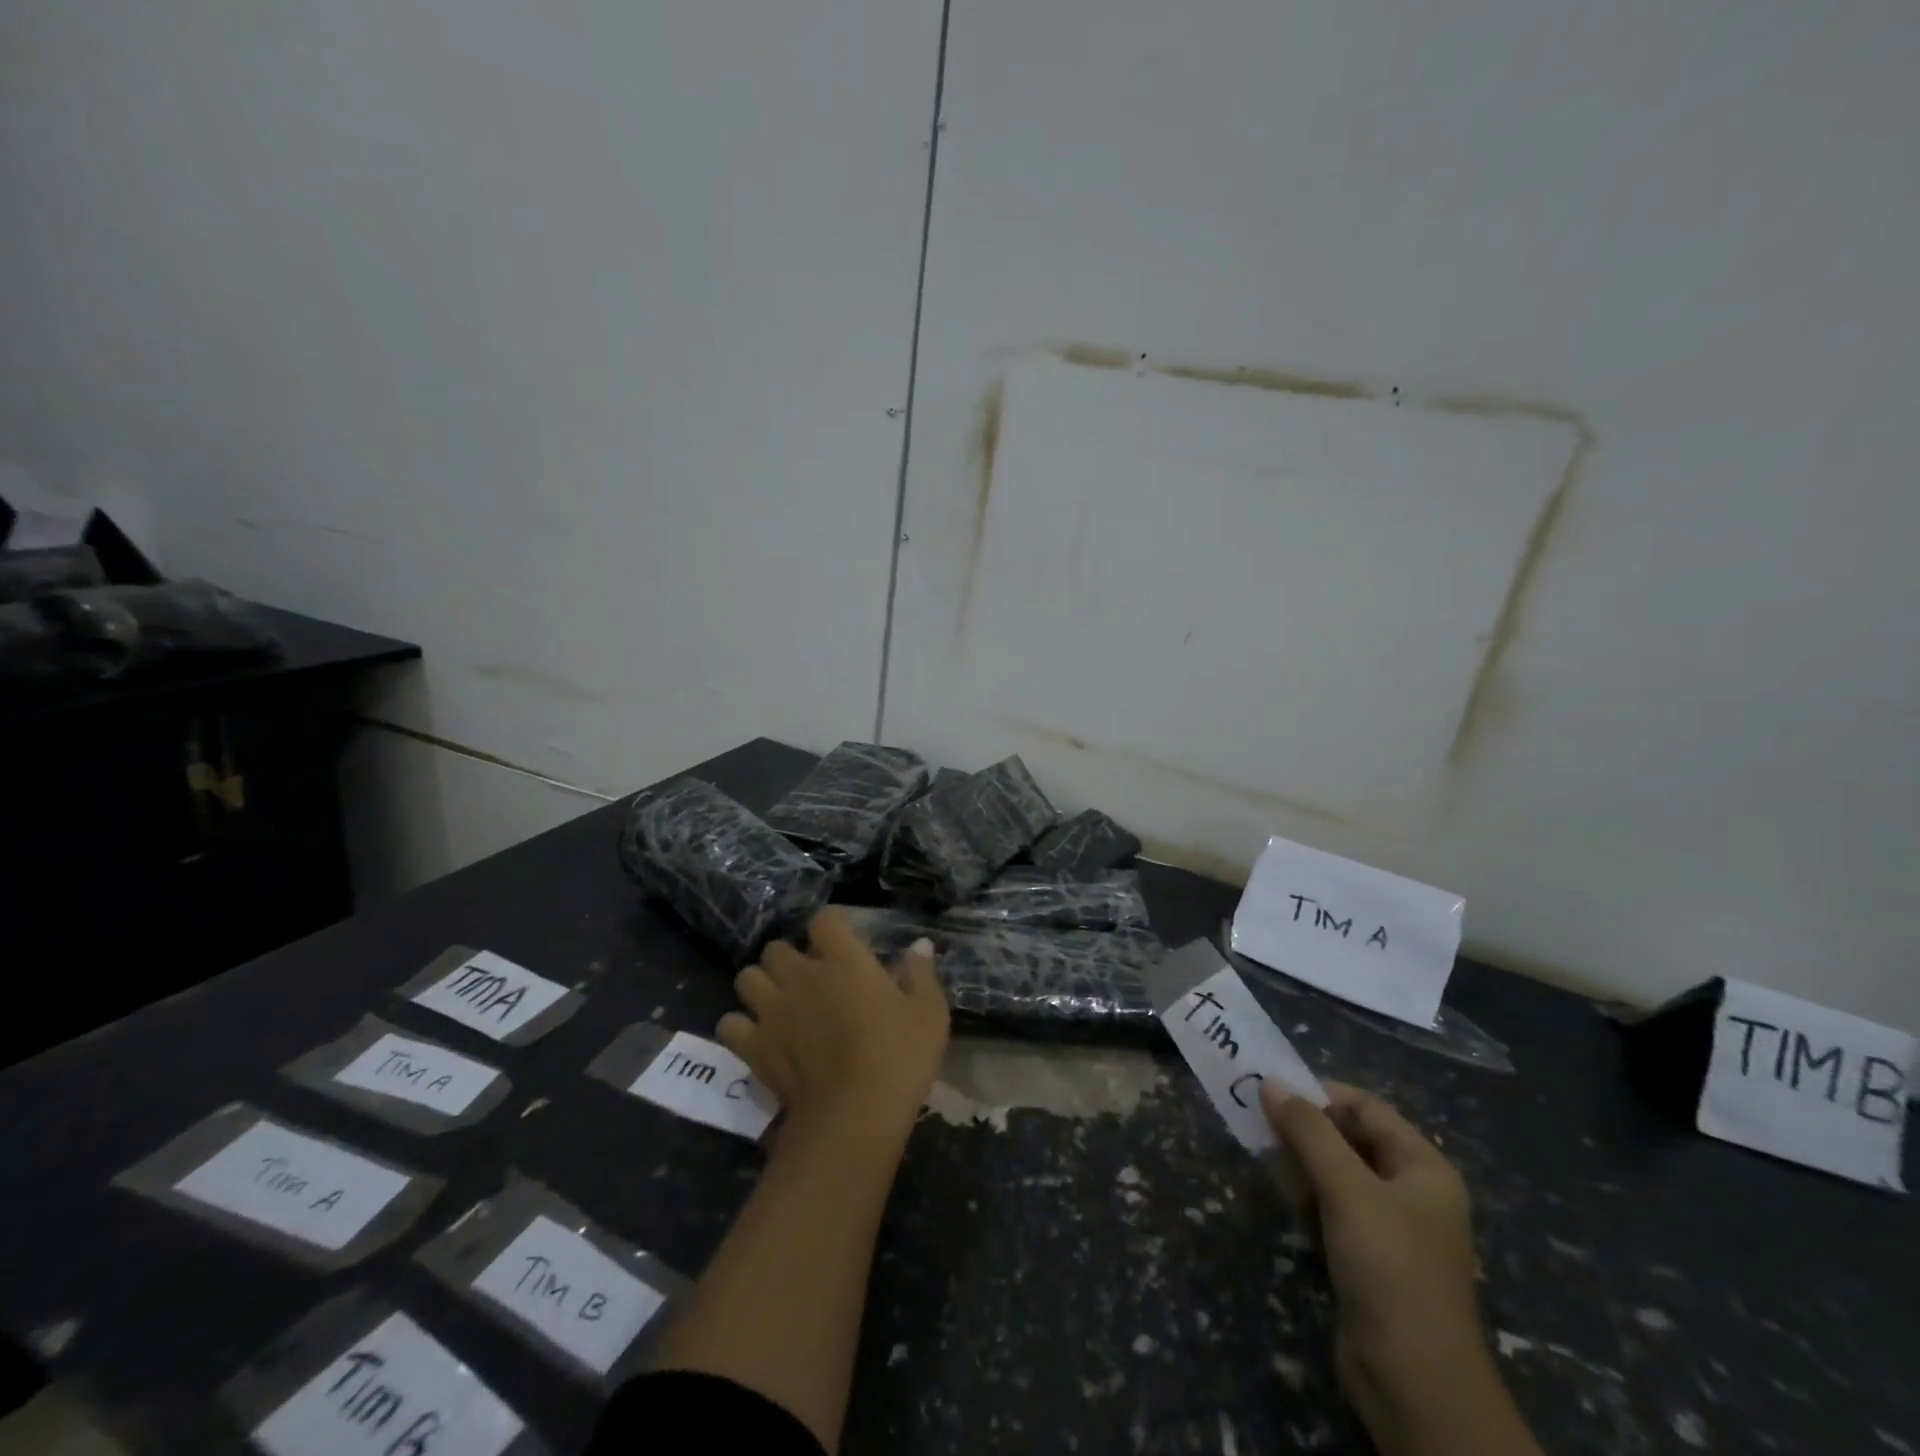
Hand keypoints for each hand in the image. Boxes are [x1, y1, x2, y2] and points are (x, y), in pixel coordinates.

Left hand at [719, 908, 949, 1138]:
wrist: (855, 1114)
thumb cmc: (899, 1056)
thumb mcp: (929, 1013)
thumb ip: (920, 974)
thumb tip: (920, 944)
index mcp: (844, 959)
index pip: (824, 920)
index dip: (830, 924)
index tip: (841, 937)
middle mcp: (801, 975)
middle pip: (776, 948)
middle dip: (789, 957)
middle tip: (808, 976)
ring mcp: (772, 1009)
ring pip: (747, 977)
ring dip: (760, 984)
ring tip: (777, 1001)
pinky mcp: (754, 1045)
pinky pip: (729, 1023)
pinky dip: (739, 1026)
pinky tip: (757, 1036)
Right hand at [1263, 1083, 1540, 1455]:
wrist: (1413, 1381)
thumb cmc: (1390, 1267)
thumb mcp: (1347, 1189)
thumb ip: (1308, 1132)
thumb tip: (1270, 1083)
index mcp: (1424, 1167)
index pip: (1367, 1108)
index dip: (1321, 1094)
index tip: (1274, 1092)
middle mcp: (1411, 1190)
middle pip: (1351, 1139)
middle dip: (1306, 1127)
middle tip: (1258, 1119)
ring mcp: (1390, 1227)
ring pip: (1337, 1173)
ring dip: (1301, 1160)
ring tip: (1261, 1152)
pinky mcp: (1367, 1257)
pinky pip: (1332, 1207)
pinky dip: (1306, 1195)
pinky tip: (1280, 1193)